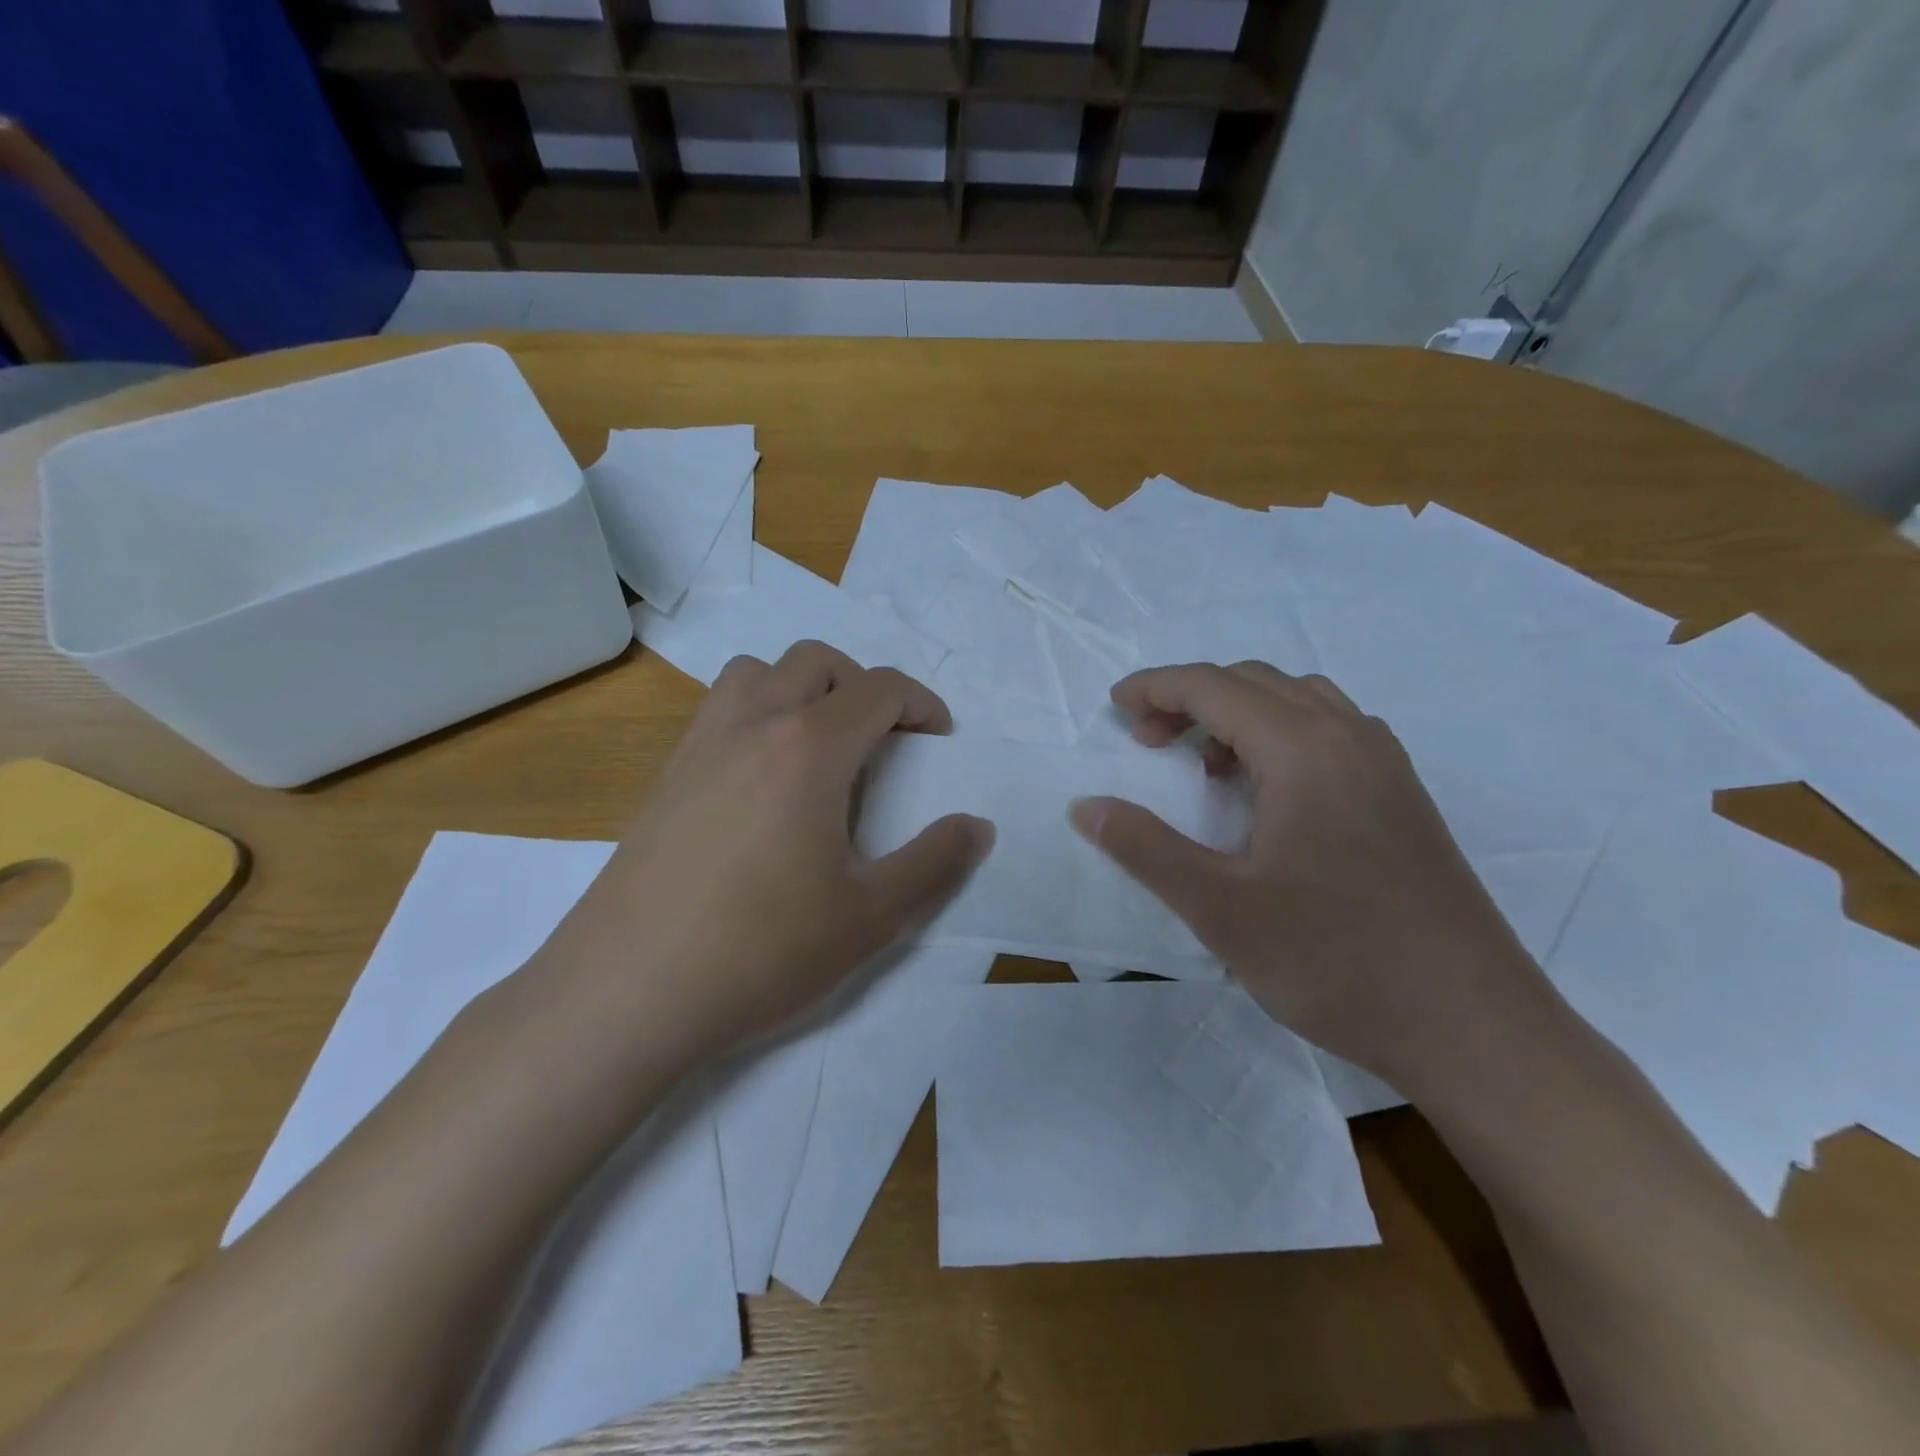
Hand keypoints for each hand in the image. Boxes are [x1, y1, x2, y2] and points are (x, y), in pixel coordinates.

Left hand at [535, 641, 992, 1067]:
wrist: (626, 993)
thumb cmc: (761, 949)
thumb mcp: (871, 917)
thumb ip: (935, 864)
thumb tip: (977, 826)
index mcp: (809, 747)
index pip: (878, 688)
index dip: (921, 704)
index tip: (938, 737)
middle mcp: (753, 725)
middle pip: (816, 661)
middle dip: (862, 686)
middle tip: (882, 742)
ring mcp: (699, 745)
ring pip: (757, 672)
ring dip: (800, 688)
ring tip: (819, 748)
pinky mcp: (665, 776)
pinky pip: (719, 710)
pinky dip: (756, 714)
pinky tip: (762, 784)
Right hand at [1070, 661, 1551, 1094]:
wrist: (1475, 1029)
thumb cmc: (1335, 961)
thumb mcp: (1219, 908)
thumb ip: (1144, 847)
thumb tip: (1084, 805)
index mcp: (1304, 751)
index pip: (1214, 687)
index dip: (1156, 687)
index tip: (1114, 707)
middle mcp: (1350, 738)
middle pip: (1255, 682)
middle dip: (1191, 698)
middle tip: (1149, 744)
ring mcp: (1386, 766)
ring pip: (1299, 701)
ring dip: (1240, 712)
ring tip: (1208, 767)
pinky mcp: (1405, 798)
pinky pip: (1332, 731)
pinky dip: (1283, 734)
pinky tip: (1271, 792)